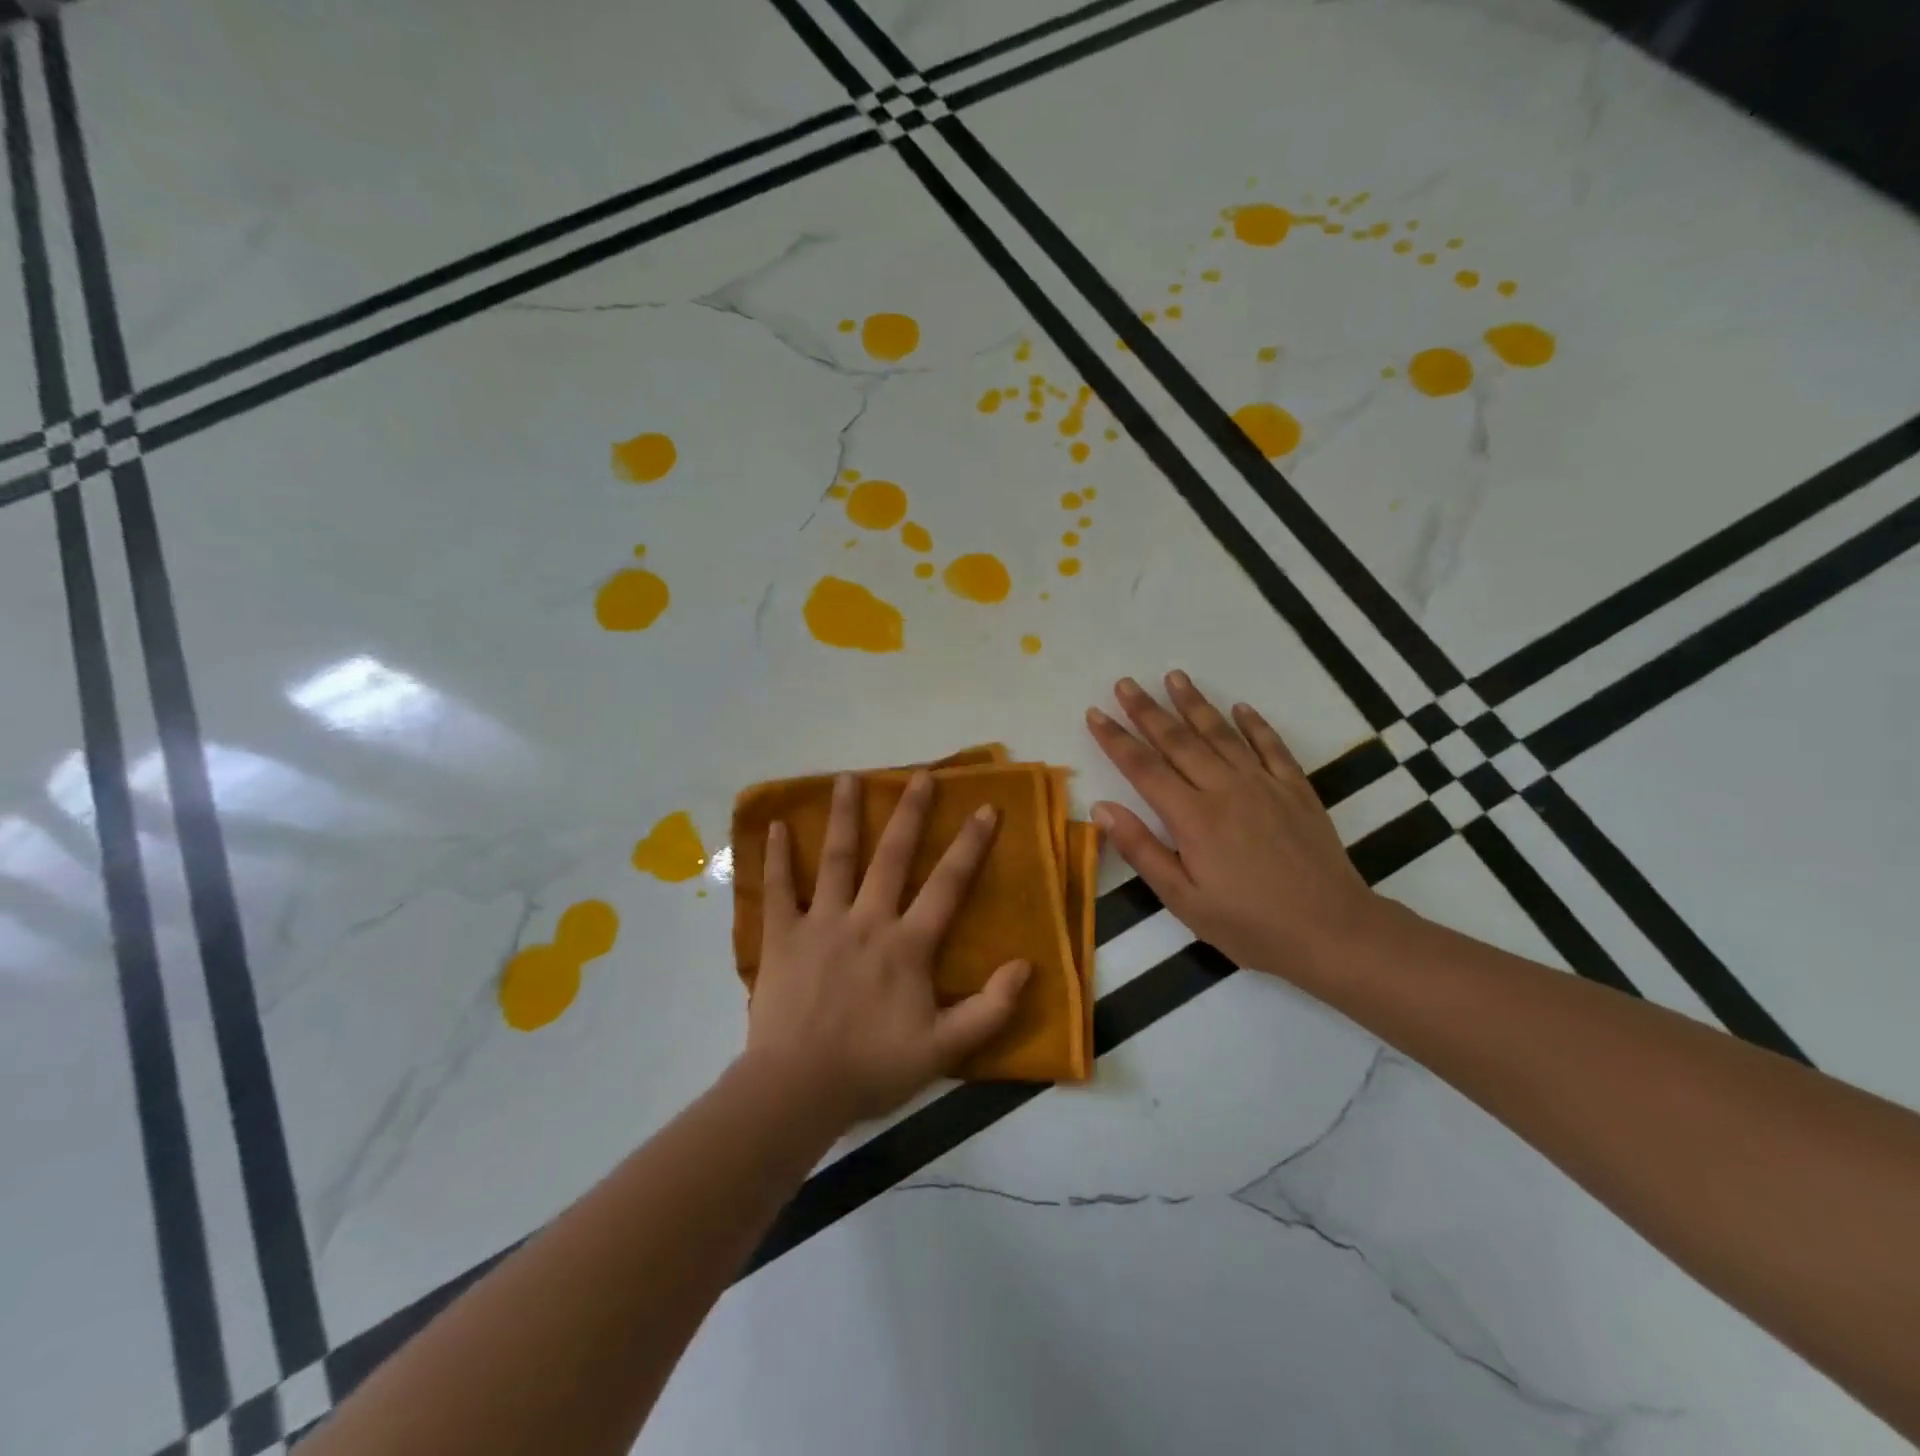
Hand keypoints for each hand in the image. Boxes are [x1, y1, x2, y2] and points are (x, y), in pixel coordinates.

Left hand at [746, 771, 1030, 1125]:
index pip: (947, 884)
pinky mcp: (783, 936)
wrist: (798, 1089)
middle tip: (920, 775)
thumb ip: (989, 1009)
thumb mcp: (944, 1049)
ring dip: (843, 816)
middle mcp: (867, 920)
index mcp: (908, 945)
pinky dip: (777, 857)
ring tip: (847, 777)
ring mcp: (822, 923)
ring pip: (836, 859)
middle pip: (892, 856)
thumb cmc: (873, 1068)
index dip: (970, 845)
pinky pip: (778, 889)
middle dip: (910, 813)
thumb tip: (1027, 966)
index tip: (986, 808)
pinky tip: (775, 825)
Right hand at [1086, 672, 1382, 981]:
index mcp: (1193, 818)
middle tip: (1126, 683)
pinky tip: (1241, 707)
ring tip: (1174, 676)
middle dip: (1147, 710)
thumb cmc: (1250, 925)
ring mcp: (1264, 785)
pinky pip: (1272, 747)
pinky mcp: (1296, 790)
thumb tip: (1101, 808)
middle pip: (1178, 740)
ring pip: (1222, 734)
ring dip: (1195, 704)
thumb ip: (1141, 850)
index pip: (1143, 767)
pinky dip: (1255, 724)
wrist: (1333, 931)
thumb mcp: (1184, 900)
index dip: (1116, 739)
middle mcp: (1225, 789)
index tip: (1095, 713)